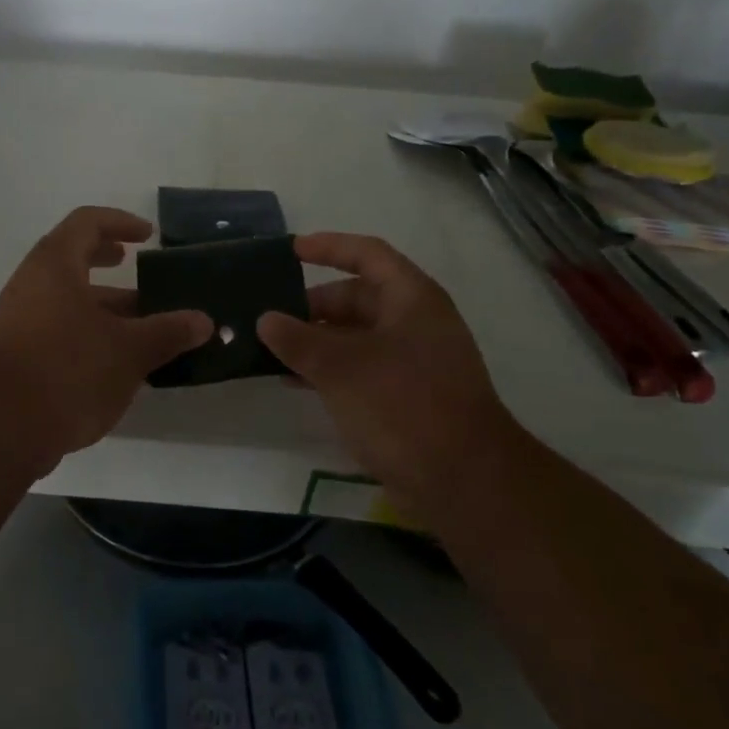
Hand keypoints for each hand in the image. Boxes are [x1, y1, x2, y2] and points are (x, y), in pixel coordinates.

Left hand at [0, 207, 212, 472]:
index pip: (87, 222)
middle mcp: (31, 284)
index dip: (120, 222)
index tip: (149, 236)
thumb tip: (203, 321)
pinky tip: (117, 359)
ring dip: (105, 304)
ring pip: (68, 298)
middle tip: (138, 267)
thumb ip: (168, 332)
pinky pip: (58, 327)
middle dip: (109, 261)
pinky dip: (89, 331)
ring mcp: (20, 319)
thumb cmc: (68, 370)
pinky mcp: (18, 353)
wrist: (1, 430)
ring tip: (142, 323)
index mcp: (55, 266)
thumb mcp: (128, 351)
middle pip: (73, 258)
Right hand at [257, 233, 513, 509]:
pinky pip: (361, 367)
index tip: (291, 250)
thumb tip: (265, 320)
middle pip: (358, 297)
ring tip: (273, 352)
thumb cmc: (403, 405)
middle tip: (270, 319)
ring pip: (356, 336)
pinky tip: (297, 383)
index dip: (329, 247)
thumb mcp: (341, 367)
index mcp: (411, 299)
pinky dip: (330, 369)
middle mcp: (415, 322)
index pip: (368, 254)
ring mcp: (413, 360)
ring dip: (317, 341)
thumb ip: (298, 340)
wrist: (463, 481)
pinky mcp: (407, 395)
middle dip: (313, 306)